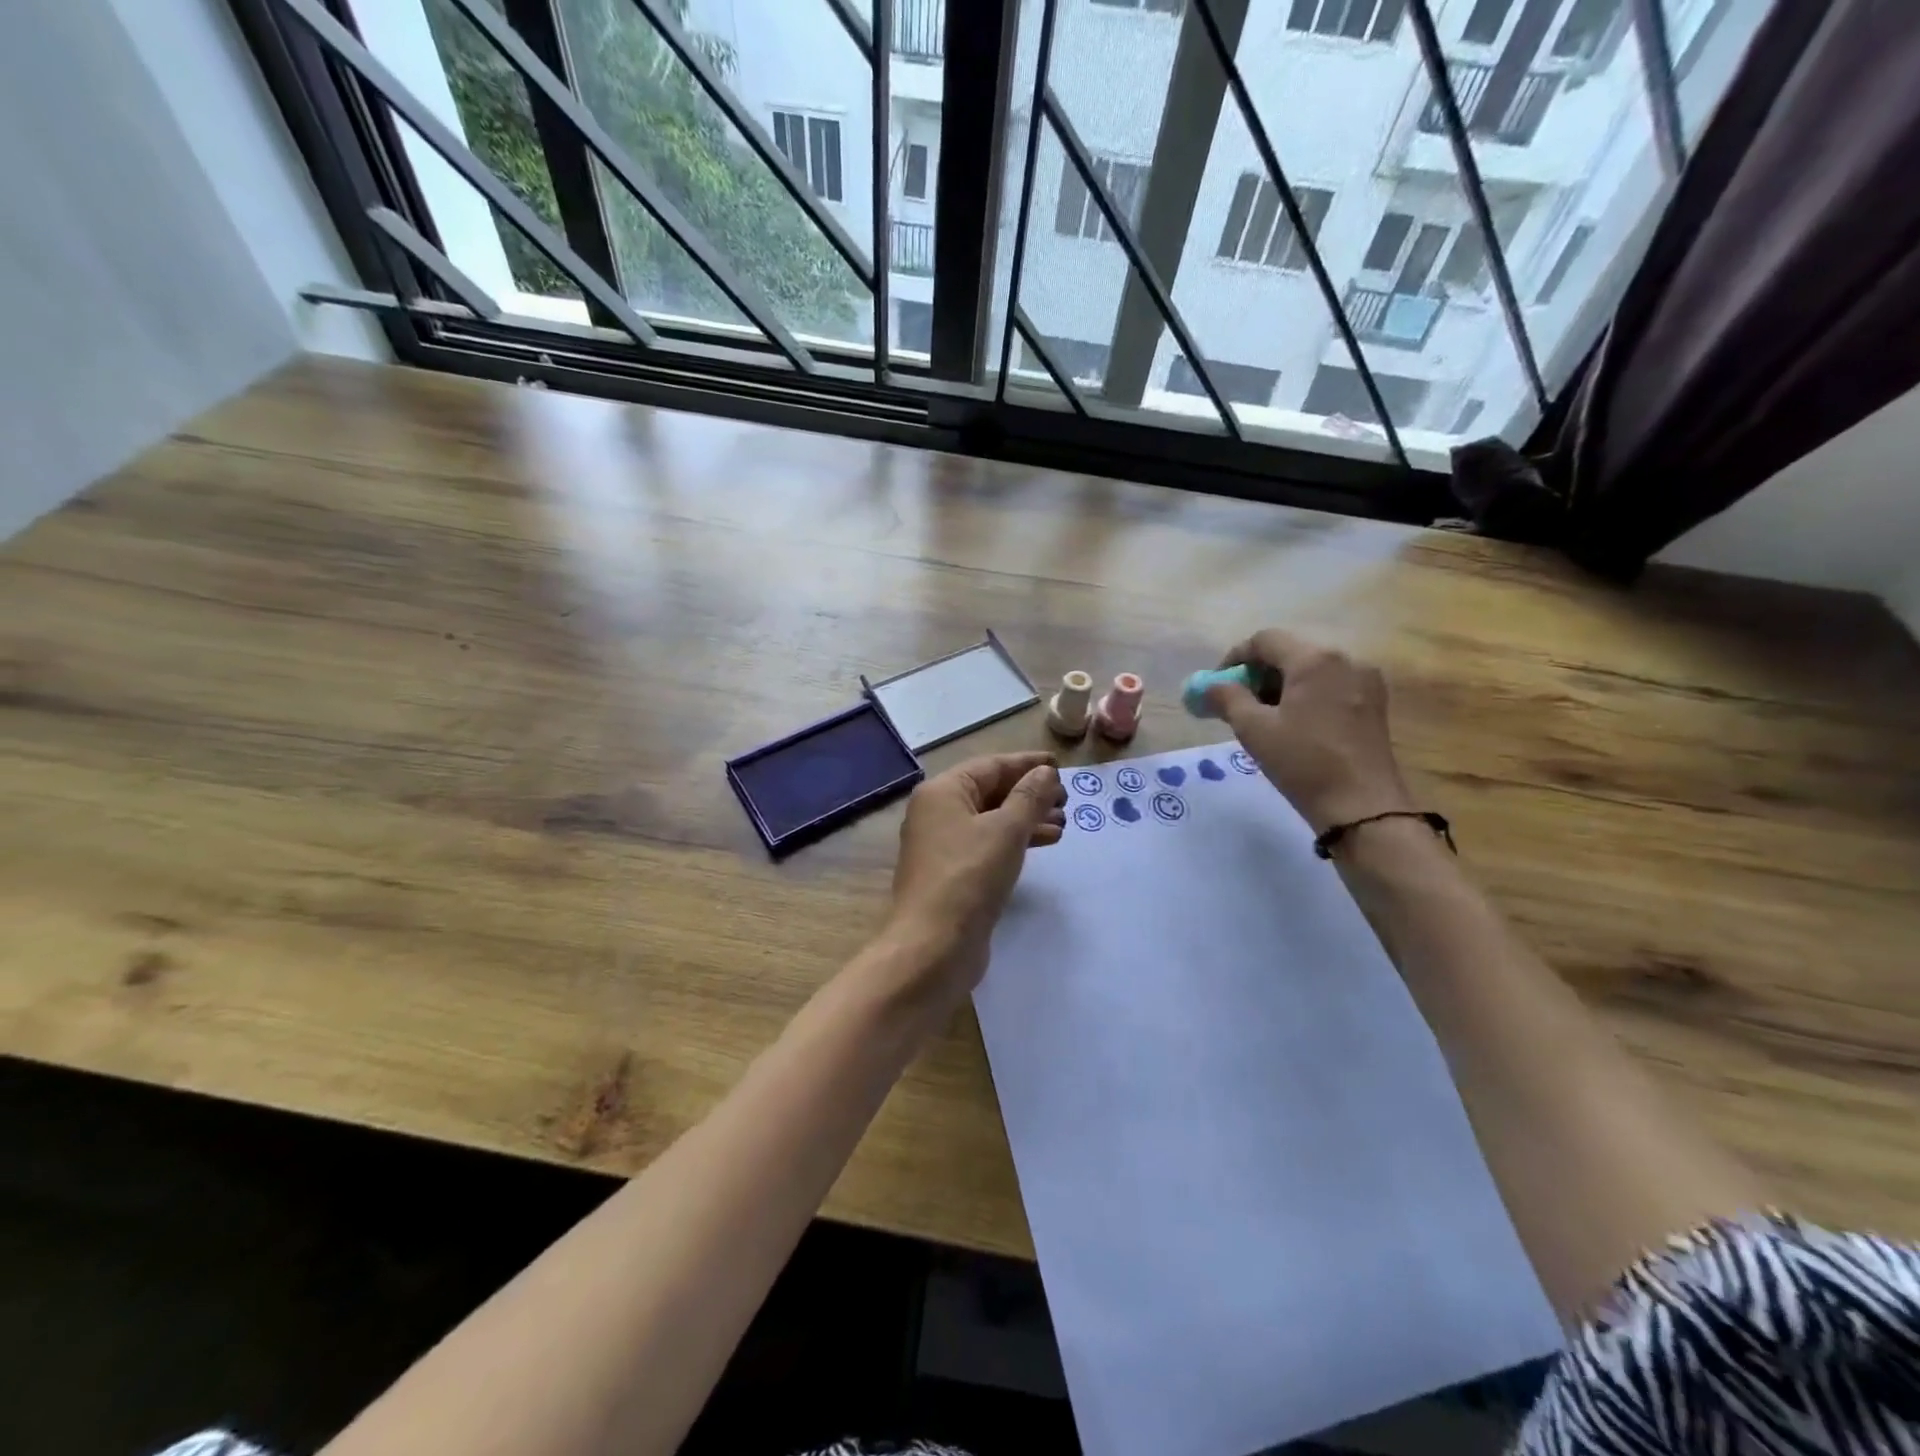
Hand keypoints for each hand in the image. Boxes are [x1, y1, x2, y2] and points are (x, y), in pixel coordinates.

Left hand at [885, 751, 1065, 998]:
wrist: (933, 945)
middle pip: (990, 791)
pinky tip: (1044, 844)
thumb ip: (1029, 796)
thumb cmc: (970, 876)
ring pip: (991, 820)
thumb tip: (1045, 772)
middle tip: (1067, 800)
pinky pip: (988, 844)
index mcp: (943, 792)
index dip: (1027, 763)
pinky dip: (1015, 841)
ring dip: (1027, 818)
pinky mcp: (953, 873)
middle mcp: (937, 812)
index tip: (1060, 765)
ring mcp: (942, 845)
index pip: (991, 765)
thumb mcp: (1006, 830)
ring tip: (1063, 823)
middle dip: (1030, 793)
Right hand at [1206, 630, 1413, 833]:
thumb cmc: (1303, 763)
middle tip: (1237, 704)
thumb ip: (1227, 698)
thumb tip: (1209, 686)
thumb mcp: (1254, 729)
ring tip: (1263, 718)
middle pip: (1290, 652)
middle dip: (1258, 674)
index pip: (1265, 640)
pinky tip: (1293, 724)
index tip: (1218, 685)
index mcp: (1315, 659)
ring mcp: (1365, 680)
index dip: (1235, 658)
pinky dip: (1305, 695)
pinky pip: (1330, 685)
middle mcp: (1345, 659)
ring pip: (1311, 669)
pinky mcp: (1374, 703)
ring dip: (1281, 685)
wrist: (1361, 806)